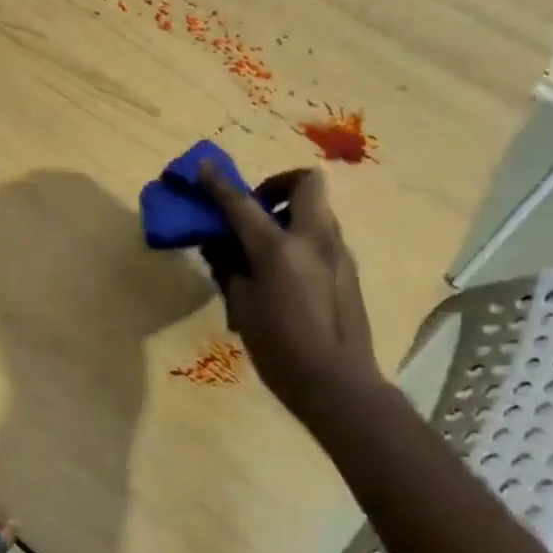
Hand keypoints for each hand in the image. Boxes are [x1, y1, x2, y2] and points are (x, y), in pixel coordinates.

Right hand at [199, 163, 383, 416]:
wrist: (338, 384)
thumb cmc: (280, 348)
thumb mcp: (242, 306)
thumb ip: (228, 267)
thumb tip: (217, 243)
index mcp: (280, 249)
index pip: (242, 204)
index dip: (219, 184)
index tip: (203, 168)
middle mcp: (314, 240)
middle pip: (306, 183)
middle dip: (278, 184)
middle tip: (256, 209)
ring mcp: (338, 253)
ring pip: (316, 209)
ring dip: (290, 212)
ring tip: (265, 244)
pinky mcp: (348, 270)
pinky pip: (322, 236)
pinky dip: (300, 237)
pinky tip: (285, 272)